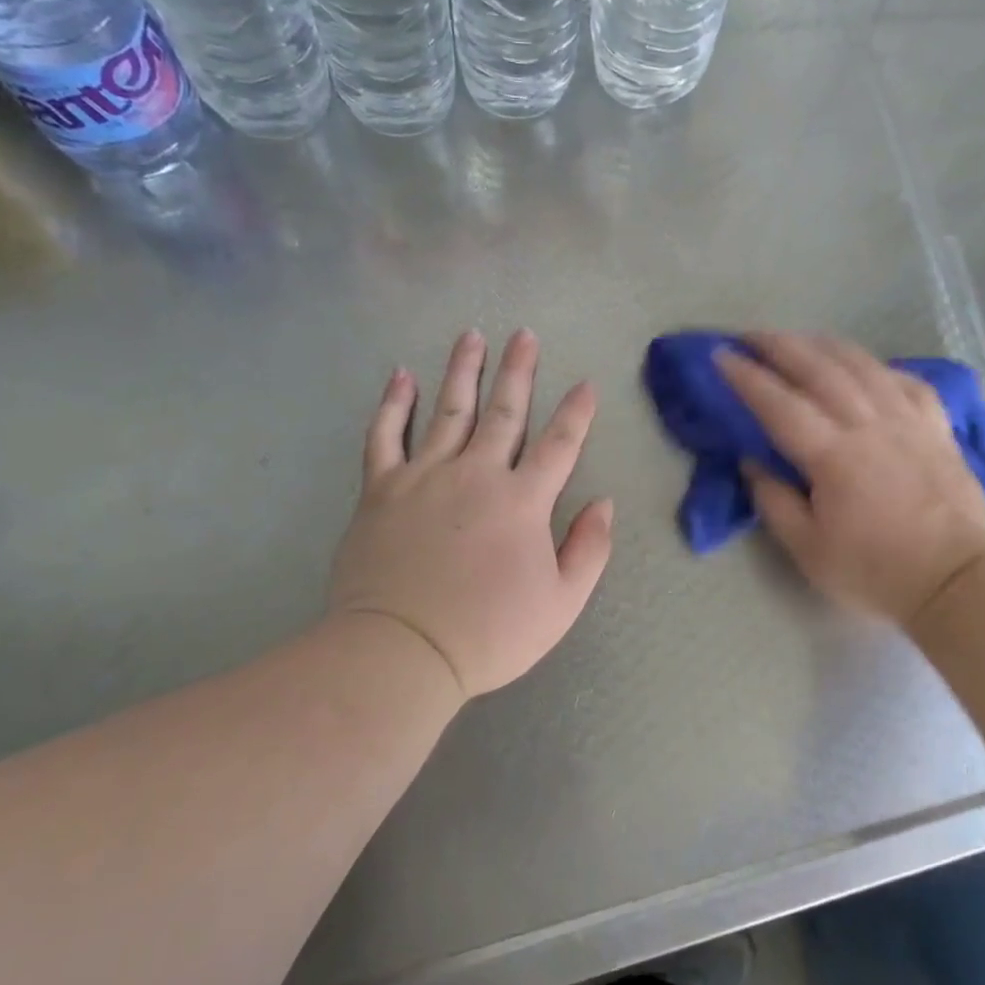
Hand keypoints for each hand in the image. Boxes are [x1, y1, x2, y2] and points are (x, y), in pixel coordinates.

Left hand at [328, 329, 613, 699]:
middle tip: (524, 334)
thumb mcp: (561, 604)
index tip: (585, 384)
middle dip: (518, 371)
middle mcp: (476, 474)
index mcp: (523, 501)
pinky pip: (385, 435)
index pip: (559, 445)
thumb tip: (603, 503)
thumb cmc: (489, 632)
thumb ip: (589, 549)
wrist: (401, 651)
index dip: (576, 413)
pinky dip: (393, 403)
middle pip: (504, 412)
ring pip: (449, 410)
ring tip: (472, 336)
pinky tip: (401, 376)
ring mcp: (425, 476)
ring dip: (463, 370)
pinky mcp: (382, 489)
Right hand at [717, 333, 984, 627]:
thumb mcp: (808, 550)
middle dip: (780, 346)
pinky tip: (867, 367)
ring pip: (862, 365)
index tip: (721, 355)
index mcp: (833, 455)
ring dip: (825, 345)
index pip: (779, 404)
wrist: (957, 582)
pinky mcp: (937, 428)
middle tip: (751, 335)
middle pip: (819, 369)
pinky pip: (906, 382)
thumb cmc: (875, 572)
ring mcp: (908, 421)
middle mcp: (869, 424)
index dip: (747, 377)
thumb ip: (774, 501)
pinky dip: (879, 367)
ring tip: (800, 338)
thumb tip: (751, 460)